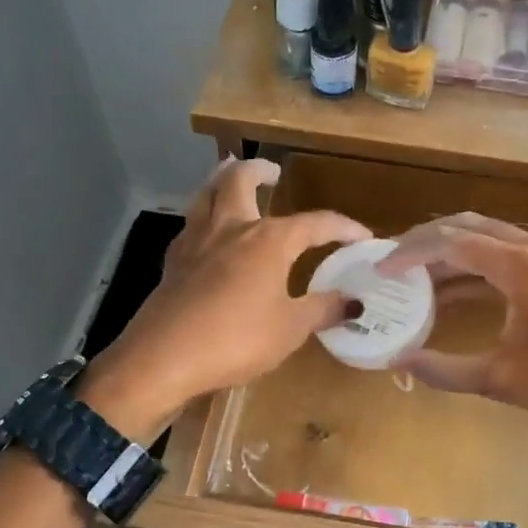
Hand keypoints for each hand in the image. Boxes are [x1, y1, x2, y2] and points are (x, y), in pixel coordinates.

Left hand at [84, 159, 369, 434]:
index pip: (315, 223)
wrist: (164, 357)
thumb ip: (323, 310)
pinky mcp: (173, 261)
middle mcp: (231, 228)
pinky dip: (203, 215)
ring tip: (230, 176)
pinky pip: (191, 224)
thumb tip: (355, 302)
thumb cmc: (236, 339)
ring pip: (206, 192)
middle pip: (241, 180)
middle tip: (273, 172)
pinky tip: (206, 230)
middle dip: (260, 170)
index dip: (343, 228)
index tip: (363, 237)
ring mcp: (196, 241)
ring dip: (222, 179)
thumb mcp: (290, 329)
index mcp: (268, 240)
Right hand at [376, 213, 527, 445]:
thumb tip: (397, 363)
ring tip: (412, 275)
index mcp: (522, 268)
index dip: (411, 253)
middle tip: (392, 263)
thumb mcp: (501, 380)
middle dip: (426, 241)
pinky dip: (474, 264)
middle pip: (468, 226)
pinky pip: (506, 253)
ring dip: (450, 251)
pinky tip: (450, 289)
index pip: (452, 242)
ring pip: (488, 236)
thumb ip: (443, 370)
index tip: (380, 270)